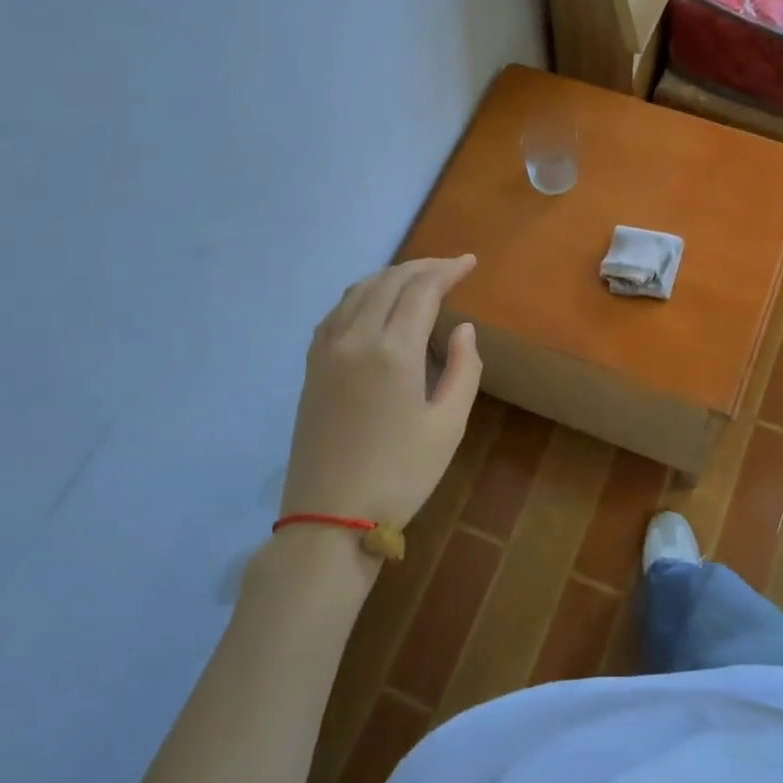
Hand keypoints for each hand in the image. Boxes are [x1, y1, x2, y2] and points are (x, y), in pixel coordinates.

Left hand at [279, 256, 482, 529]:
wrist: (329, 519)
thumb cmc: (400, 476)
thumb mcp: (448, 426)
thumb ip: (464, 369)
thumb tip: (462, 328)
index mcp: (393, 352)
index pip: (421, 289)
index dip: (447, 270)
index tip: (471, 263)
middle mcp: (355, 338)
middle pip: (389, 281)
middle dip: (423, 267)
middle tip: (451, 268)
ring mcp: (326, 350)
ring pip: (359, 290)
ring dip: (392, 276)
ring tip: (419, 279)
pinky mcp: (312, 366)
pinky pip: (337, 311)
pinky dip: (363, 294)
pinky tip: (377, 304)